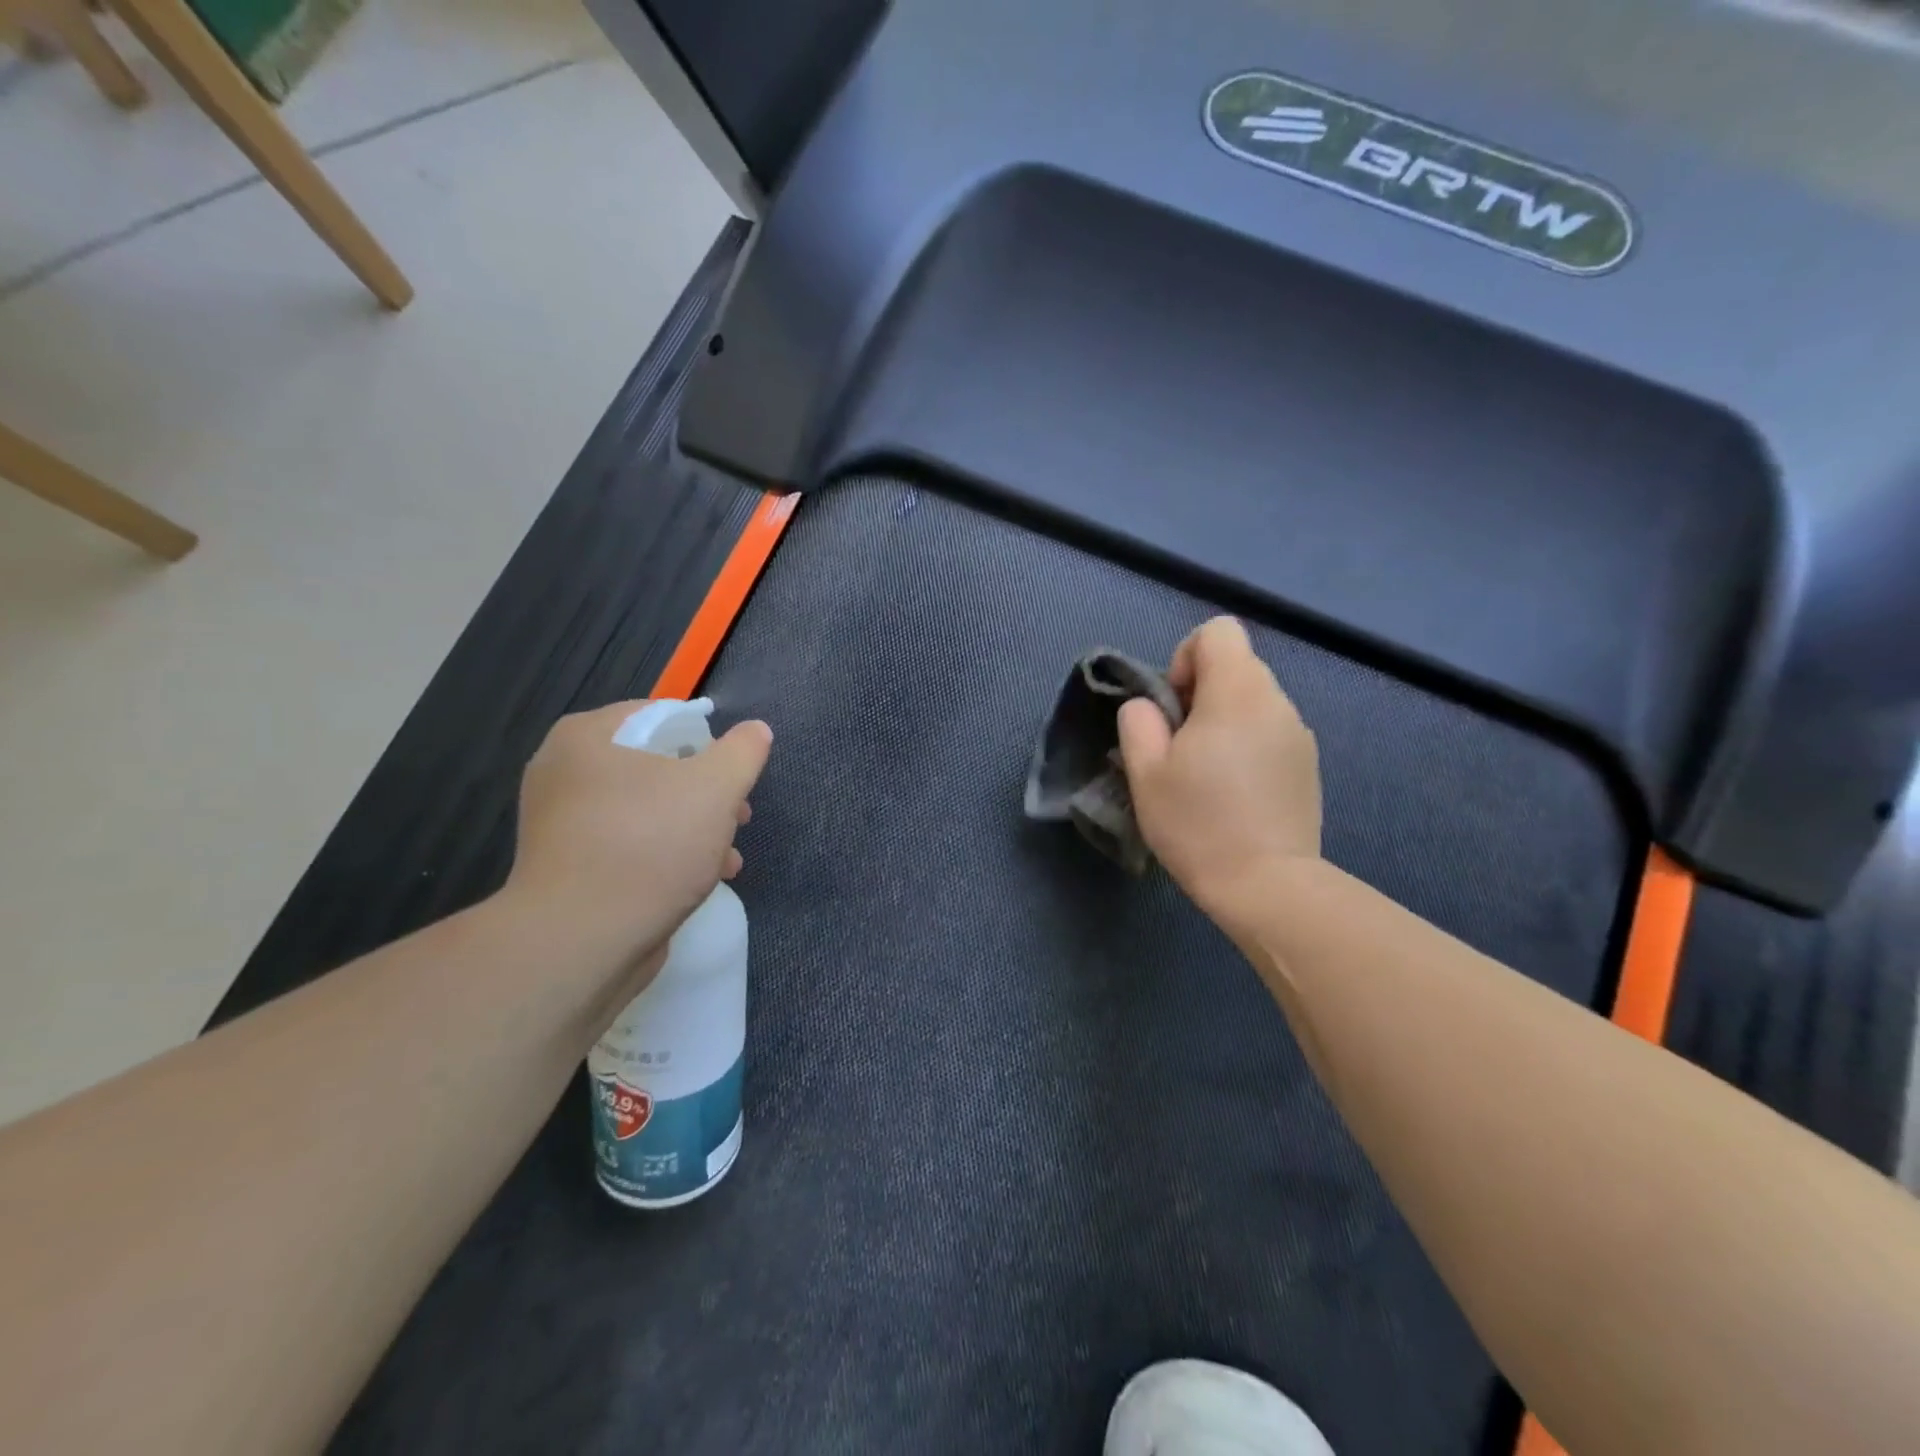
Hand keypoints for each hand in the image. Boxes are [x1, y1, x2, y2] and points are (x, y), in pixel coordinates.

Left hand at [503, 701, 772, 998]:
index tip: (734, 773)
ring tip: (728, 855)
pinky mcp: (571, 867)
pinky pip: (630, 844)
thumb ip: (742, 752)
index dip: (707, 740)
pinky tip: (704, 879)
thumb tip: (755, 731)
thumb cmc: (650, 845)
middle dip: (707, 792)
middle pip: (658, 766)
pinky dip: (667, 854)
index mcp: (588, 737)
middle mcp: (566, 772)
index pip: (661, 717)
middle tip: (738, 816)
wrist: (582, 941)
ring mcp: (563, 823)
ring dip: (695, 827)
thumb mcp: (715, 787)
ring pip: (649, 809)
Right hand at [1117, 618, 1320, 929]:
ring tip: (1206, 773)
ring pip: (1253, 701)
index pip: (1218, 631)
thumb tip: (1149, 706)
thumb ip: (1139, 722)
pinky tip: (1234, 792)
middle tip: (1180, 746)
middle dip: (1201, 692)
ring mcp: (1299, 734)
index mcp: (1237, 693)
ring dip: (1223, 720)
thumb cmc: (1197, 824)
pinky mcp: (1308, 765)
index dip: (1186, 656)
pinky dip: (1246, 744)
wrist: (1267, 886)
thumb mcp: (1145, 772)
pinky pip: (1269, 732)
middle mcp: (1277, 702)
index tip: (1173, 705)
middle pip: (1236, 665)